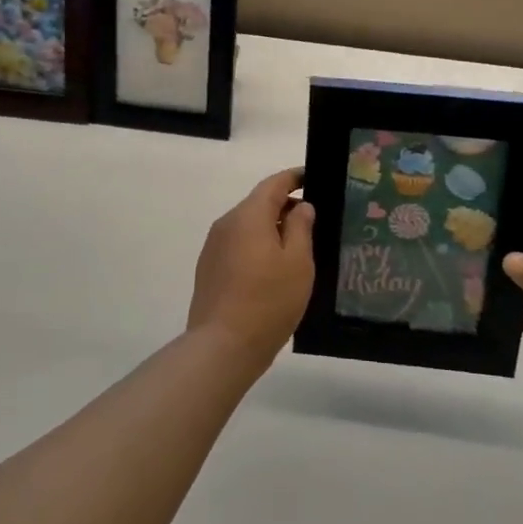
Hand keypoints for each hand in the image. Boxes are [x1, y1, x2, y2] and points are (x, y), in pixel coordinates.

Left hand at [186, 168, 315, 371]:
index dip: (294, 178)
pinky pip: (238, 245)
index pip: (274, 184)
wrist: (222, 345)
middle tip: (314, 220)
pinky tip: (272, 270)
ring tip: (297, 247)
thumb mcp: (298, 263)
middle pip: (259, 204)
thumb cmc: (268, 300)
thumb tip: (301, 206)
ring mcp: (214, 246)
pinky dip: (257, 247)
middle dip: (285, 207)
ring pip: (248, 226)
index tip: (313, 178)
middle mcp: (227, 223)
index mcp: (249, 215)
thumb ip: (301, 228)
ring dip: (271, 229)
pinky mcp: (209, 268)